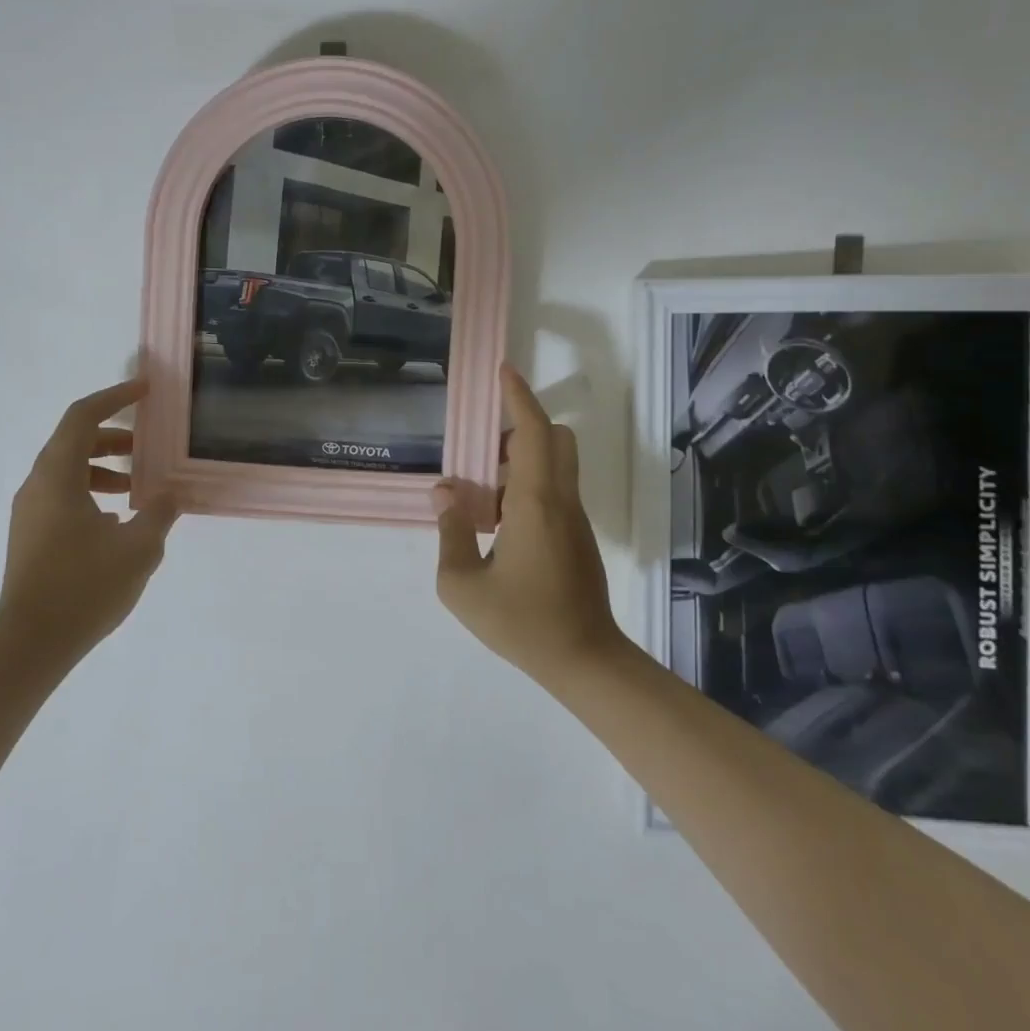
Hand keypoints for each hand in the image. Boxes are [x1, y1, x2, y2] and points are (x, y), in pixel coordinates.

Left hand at [0, 378, 176, 673]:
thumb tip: (171, 493)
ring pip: (68, 470)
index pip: (83, 417)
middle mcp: (37, 485)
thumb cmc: (84, 587)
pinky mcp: (31, 535)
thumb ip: (160, 511)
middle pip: (74, 441)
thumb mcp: (138, 547)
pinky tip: (116, 520)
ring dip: (104, 467)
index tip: (146, 390)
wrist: (30, 645)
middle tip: (149, 445)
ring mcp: (30, 512)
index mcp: (57, 476)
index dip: (115, 397)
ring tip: (138, 486)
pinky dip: (91, 491)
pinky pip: (62, 495)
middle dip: (114, 436)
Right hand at [433, 366, 620, 686]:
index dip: (518, 397)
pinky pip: (555, 490)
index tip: (504, 371)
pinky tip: (500, 525)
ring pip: (557, 464)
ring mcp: (574, 519)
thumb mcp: (462, 586)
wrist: (584, 660)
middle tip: (486, 447)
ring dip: (523, 459)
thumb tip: (445, 494)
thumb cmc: (521, 622)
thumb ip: (449, 533)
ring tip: (483, 493)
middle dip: (523, 426)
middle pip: (554, 438)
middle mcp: (560, 500)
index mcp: (534, 502)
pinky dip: (528, 486)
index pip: (532, 432)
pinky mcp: (578, 537)